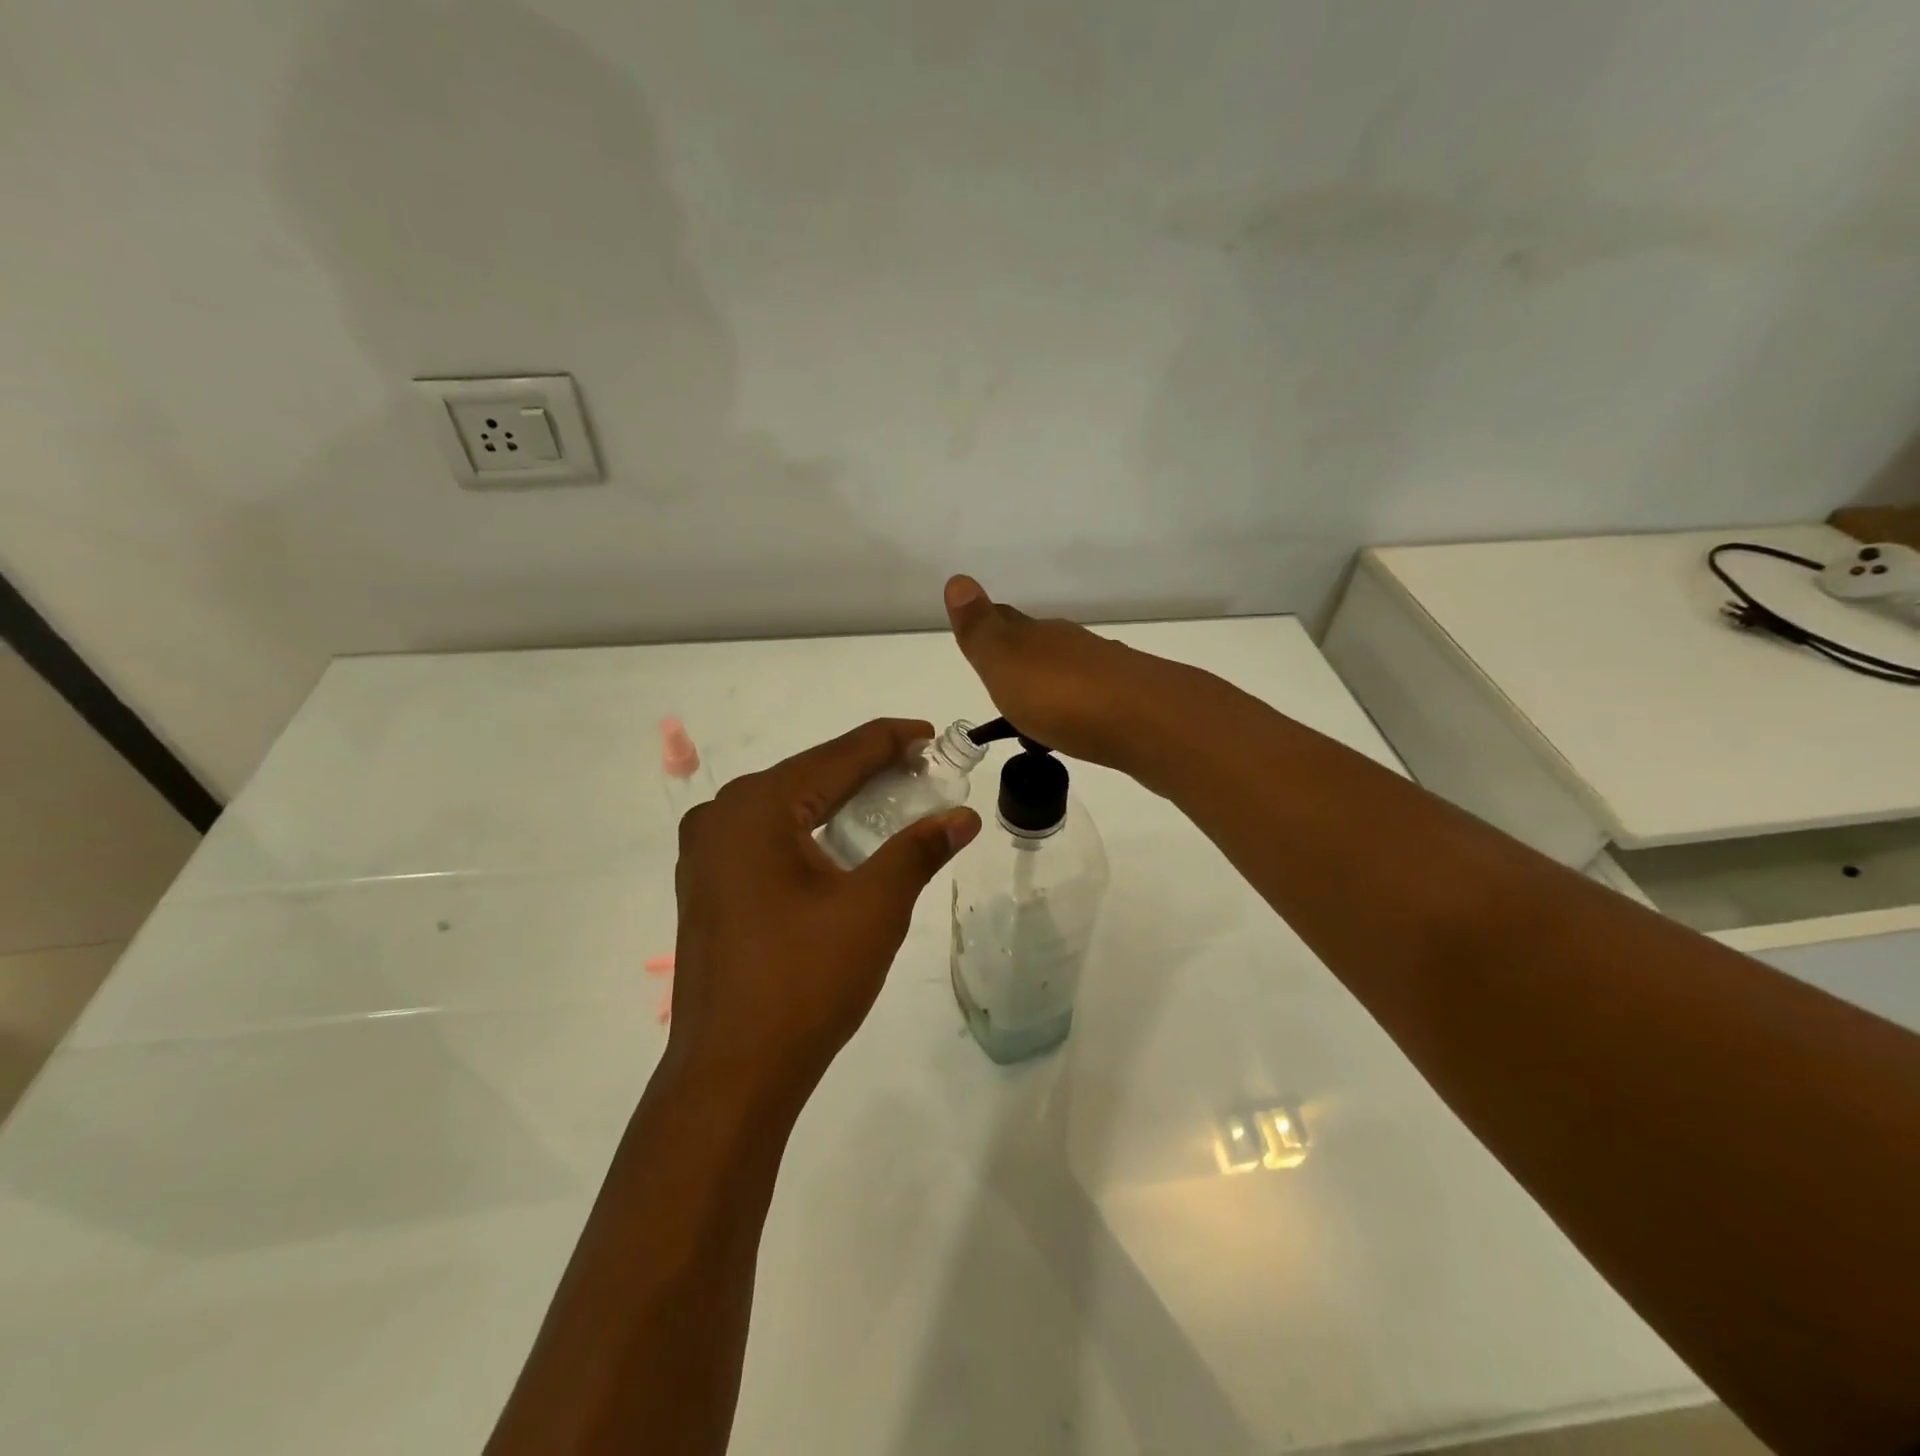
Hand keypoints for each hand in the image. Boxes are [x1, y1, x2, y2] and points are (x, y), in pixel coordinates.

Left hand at [667, 719, 980, 1105]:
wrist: (732, 1075)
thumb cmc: (805, 982)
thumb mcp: (874, 908)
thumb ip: (919, 850)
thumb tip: (963, 816)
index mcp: (757, 807)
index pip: (837, 755)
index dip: (890, 740)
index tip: (931, 734)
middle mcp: (722, 815)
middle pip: (810, 776)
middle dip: (868, 772)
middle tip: (923, 772)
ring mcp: (706, 853)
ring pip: (788, 808)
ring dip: (840, 802)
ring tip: (893, 802)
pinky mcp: (706, 885)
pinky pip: (768, 838)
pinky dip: (811, 832)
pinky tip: (844, 843)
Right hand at [943, 575, 1192, 772]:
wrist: (1149, 721)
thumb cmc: (1062, 696)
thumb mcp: (1005, 662)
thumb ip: (980, 628)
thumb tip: (957, 579)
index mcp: (1037, 635)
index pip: (1006, 621)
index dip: (989, 628)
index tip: (978, 639)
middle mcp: (1073, 645)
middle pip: (1040, 644)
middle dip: (1021, 657)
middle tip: (1004, 681)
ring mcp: (1107, 670)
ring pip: (1069, 670)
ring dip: (1052, 685)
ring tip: (1037, 713)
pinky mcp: (1132, 701)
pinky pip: (1094, 698)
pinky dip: (1079, 708)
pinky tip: (1078, 726)